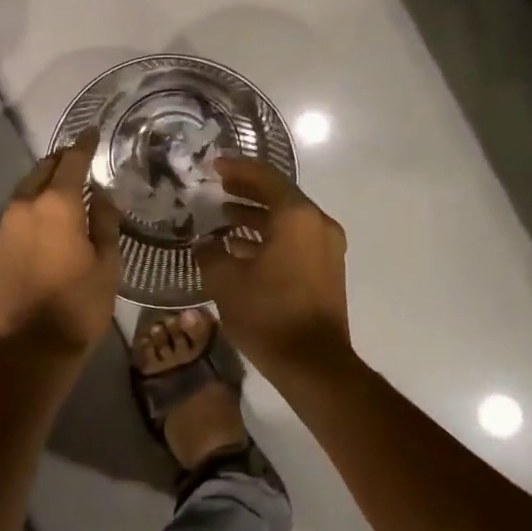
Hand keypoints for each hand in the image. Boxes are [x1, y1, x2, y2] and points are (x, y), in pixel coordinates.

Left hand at [0, 130, 121, 359]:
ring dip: (43, 187)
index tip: (93, 132)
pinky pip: (14, 219)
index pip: (71, 160)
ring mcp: (3, 229)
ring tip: (61, 194)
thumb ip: (103, 221)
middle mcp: (24, 207)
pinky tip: (42, 228)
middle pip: (42, 170)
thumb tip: (98, 195)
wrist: (28, 350)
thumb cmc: (78, 306)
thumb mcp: (108, 263)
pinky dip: (30, 213)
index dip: (84, 144)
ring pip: (25, 194)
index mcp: (56, 205)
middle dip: (60, 161)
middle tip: (78, 160)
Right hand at [193, 157, 350, 377]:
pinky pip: (295, 239)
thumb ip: (210, 253)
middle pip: (279, 195)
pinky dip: (270, 236)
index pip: (265, 178)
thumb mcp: (226, 280)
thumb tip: (204, 243)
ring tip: (224, 216)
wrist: (314, 365)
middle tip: (218, 185)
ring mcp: (327, 247)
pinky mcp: (327, 269)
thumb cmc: (269, 314)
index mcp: (297, 217)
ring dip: (257, 215)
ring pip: (287, 219)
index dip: (237, 168)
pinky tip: (241, 248)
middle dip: (247, 189)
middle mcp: (317, 224)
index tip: (213, 165)